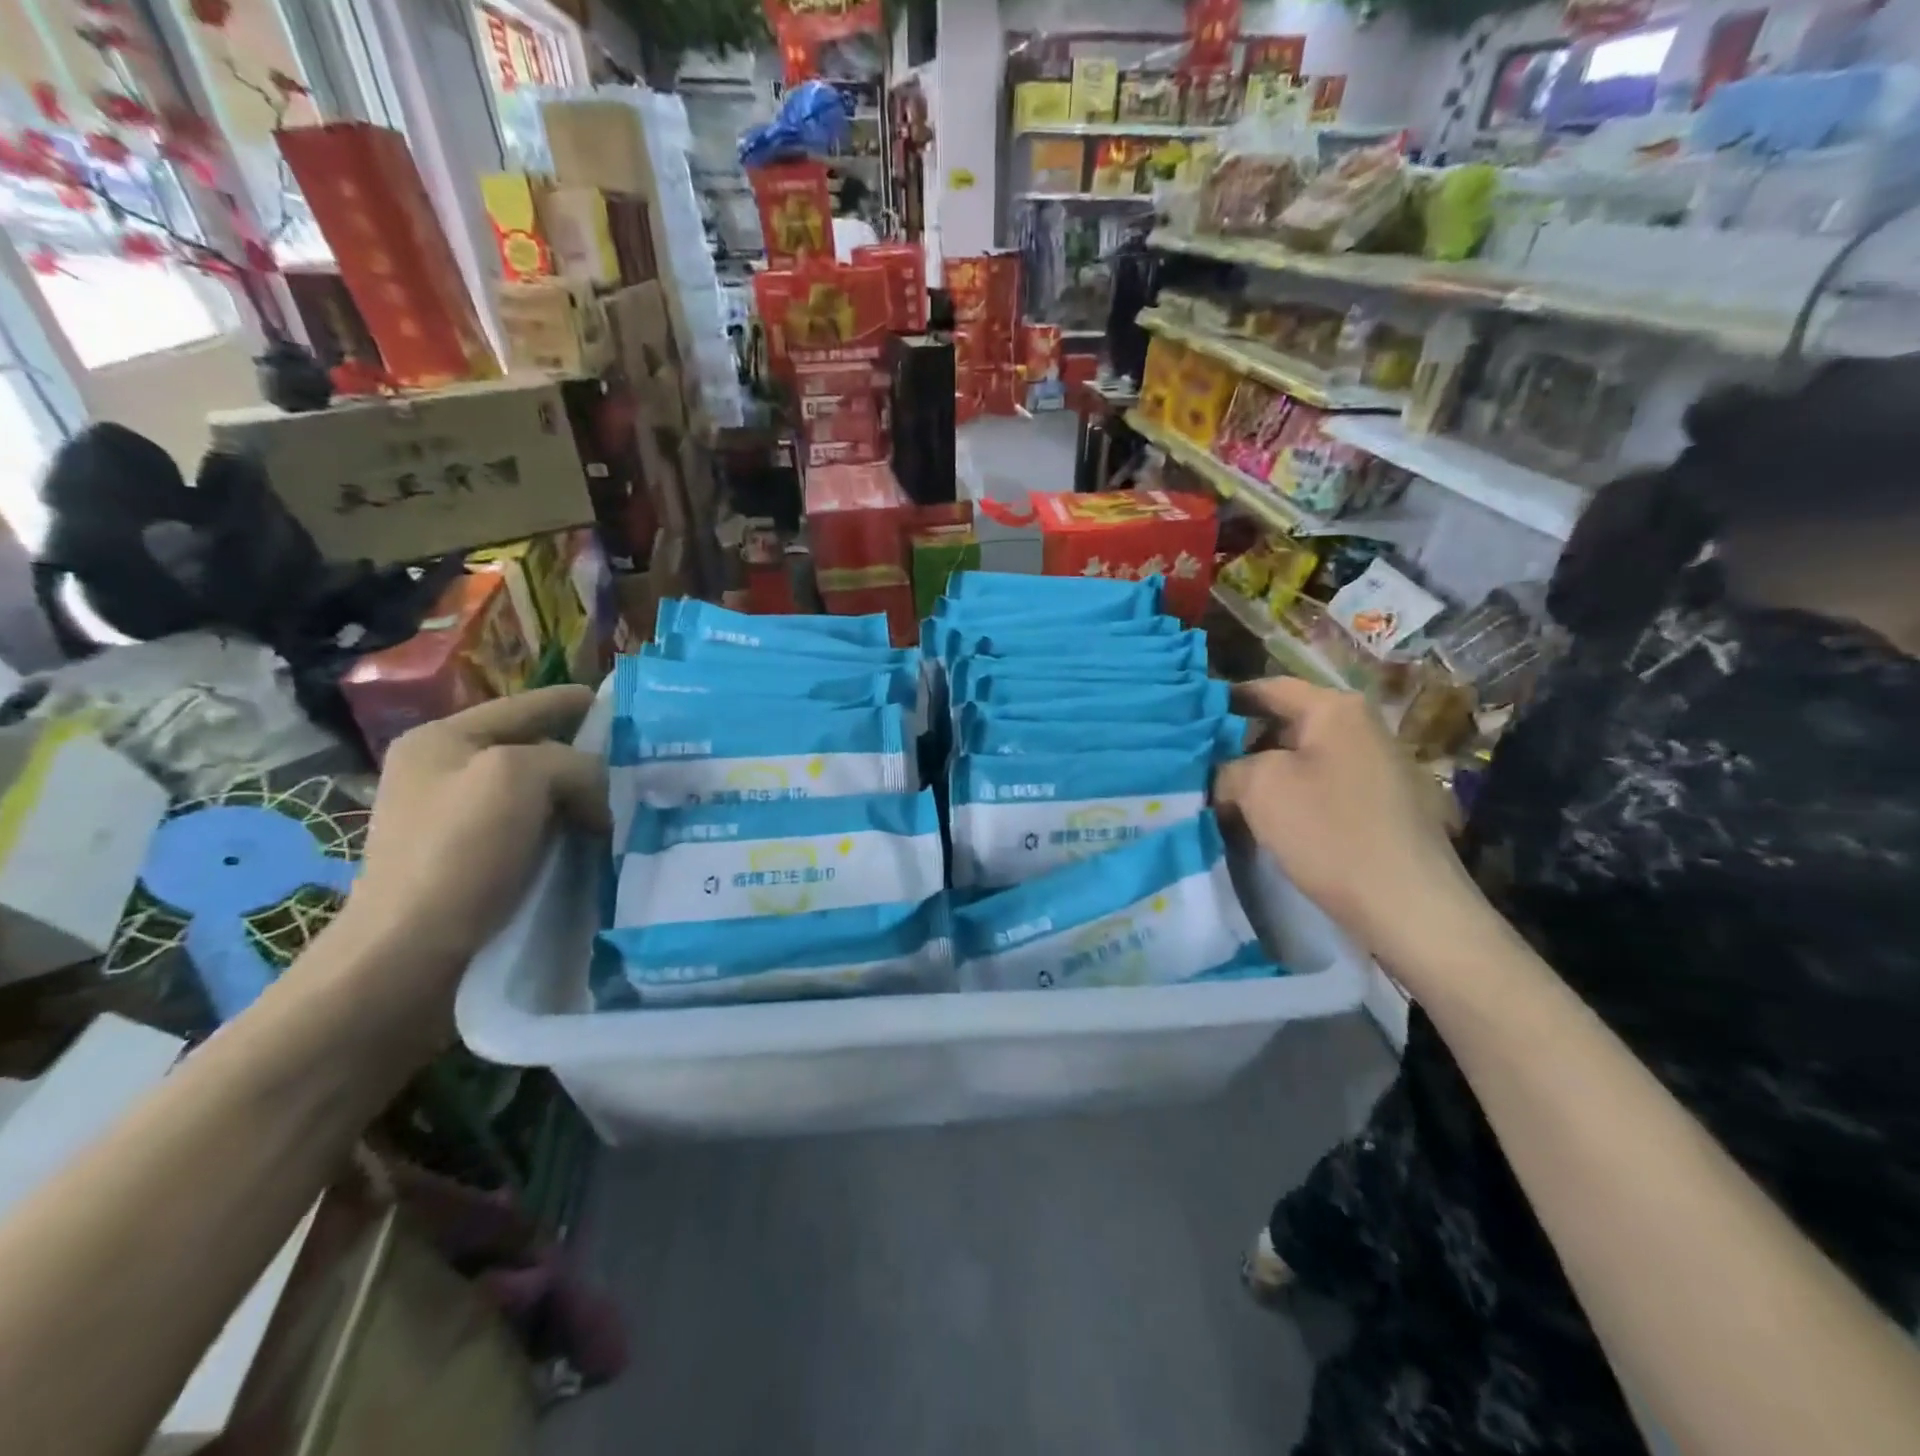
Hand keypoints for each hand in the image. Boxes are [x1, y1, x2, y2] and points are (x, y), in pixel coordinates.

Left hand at [344, 686, 608, 982]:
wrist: (408, 959)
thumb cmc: (458, 853)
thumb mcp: (519, 777)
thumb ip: (572, 763)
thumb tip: (597, 796)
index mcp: (444, 740)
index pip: (526, 706)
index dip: (576, 703)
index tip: (625, 707)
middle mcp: (446, 774)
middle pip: (536, 751)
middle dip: (587, 759)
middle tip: (642, 767)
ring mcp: (456, 823)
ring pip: (540, 796)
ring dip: (582, 802)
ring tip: (633, 808)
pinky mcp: (472, 865)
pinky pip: (536, 832)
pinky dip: (569, 834)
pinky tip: (601, 844)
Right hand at [1214, 678, 1472, 949]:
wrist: (1409, 906)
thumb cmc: (1330, 832)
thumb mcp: (1259, 788)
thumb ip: (1228, 767)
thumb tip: (1225, 773)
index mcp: (1334, 709)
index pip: (1267, 687)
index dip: (1225, 700)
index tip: (1190, 720)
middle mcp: (1361, 727)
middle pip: (1284, 723)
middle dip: (1240, 744)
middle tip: (1202, 767)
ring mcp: (1376, 766)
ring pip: (1301, 758)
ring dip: (1263, 775)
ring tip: (1227, 799)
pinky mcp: (1381, 804)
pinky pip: (1321, 785)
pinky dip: (1290, 796)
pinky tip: (1267, 822)